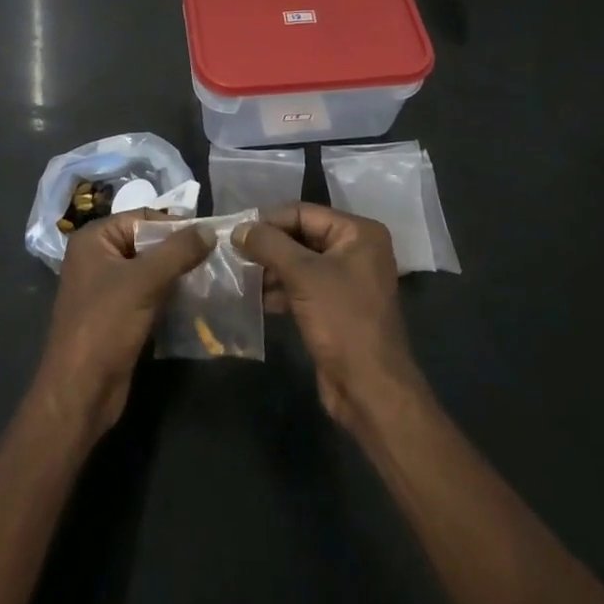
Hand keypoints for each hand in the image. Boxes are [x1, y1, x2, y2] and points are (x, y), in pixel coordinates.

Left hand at [31, 213, 211, 445]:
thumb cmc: (105, 325)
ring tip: (211, 279)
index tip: (209, 238)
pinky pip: (148, 294)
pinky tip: (195, 302)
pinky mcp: (117, 315)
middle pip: (147, 243)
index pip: (142, 218)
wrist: (80, 392)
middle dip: (178, 252)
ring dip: (177, 275)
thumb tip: (210, 229)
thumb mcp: (144, 282)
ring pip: (150, 271)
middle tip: (215, 259)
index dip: (175, 226)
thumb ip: (178, 252)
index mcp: (93, 239)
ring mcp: (105, 288)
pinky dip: (169, 295)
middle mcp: (97, 257)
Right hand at [236, 203, 425, 433]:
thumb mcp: (302, 275)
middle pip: (301, 236)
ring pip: (299, 262)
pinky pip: (304, 286)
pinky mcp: (337, 306)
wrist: (370, 389)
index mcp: (357, 233)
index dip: (268, 221)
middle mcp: (356, 250)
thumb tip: (238, 228)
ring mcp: (347, 279)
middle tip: (233, 254)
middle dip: (268, 246)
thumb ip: (268, 245)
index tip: (235, 233)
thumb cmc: (342, 321)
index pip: (303, 213)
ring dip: (271, 269)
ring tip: (241, 277)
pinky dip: (281, 289)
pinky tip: (257, 299)